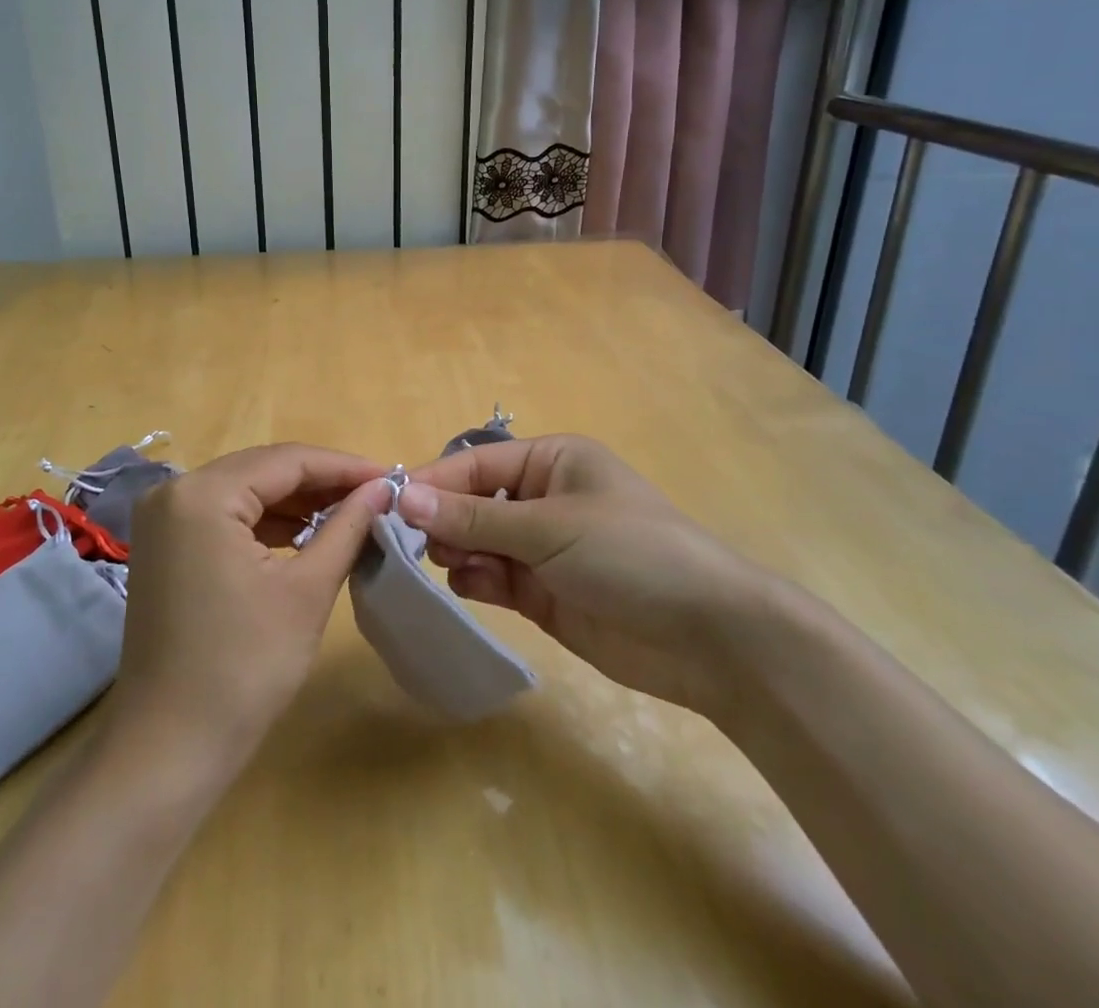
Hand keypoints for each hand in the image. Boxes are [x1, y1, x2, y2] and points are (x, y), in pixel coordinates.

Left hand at [107, 445, 387, 776]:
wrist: (169, 749)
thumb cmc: (244, 668)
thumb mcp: (307, 590)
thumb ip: (347, 527)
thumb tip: (383, 488)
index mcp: (203, 493)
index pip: (287, 460)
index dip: (344, 466)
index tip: (392, 477)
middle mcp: (175, 491)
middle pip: (263, 469)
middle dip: (321, 481)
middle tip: (376, 495)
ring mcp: (164, 520)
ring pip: (245, 491)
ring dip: (296, 501)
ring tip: (350, 513)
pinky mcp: (165, 546)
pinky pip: (225, 516)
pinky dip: (266, 522)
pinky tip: (305, 533)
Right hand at [401, 434, 769, 718]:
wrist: (709, 638)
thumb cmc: (630, 553)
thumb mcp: (549, 527)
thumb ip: (474, 515)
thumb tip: (403, 496)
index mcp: (552, 461)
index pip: (476, 463)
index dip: (434, 481)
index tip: (389, 503)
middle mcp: (543, 498)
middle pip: (472, 501)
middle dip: (443, 519)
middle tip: (413, 543)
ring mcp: (543, 548)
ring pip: (478, 541)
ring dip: (457, 550)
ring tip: (445, 563)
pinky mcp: (543, 593)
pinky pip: (493, 577)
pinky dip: (476, 580)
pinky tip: (470, 586)